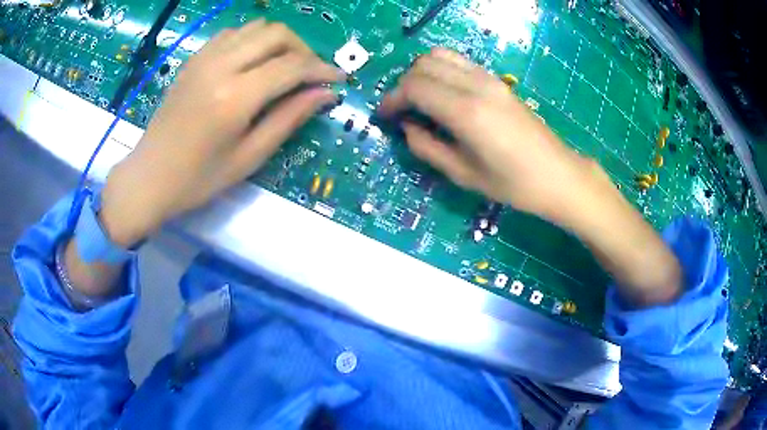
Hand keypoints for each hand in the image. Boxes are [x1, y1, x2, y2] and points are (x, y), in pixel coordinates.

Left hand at [101, 21, 344, 245]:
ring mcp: (204, 58)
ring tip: (284, 68)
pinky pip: (233, 33)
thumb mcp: (249, 157)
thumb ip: (289, 119)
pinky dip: (253, 40)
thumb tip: (325, 94)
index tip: (339, 79)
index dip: (322, 69)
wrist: (149, 177)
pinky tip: (253, 62)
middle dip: (303, 50)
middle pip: (278, 34)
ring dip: (279, 42)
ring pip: (257, 27)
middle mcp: (220, 66)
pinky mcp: (194, 59)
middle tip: (309, 75)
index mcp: (235, 97)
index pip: (292, 66)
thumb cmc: (198, 179)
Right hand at [379, 48, 680, 304]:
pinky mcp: (498, 81)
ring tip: (419, 100)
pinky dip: (442, 71)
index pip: (414, 87)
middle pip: (424, 65)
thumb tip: (407, 128)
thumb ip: (427, 148)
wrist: (558, 174)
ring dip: (422, 73)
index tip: (386, 116)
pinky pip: (460, 63)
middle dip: (404, 84)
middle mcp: (476, 85)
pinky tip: (443, 94)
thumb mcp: (463, 175)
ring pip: (441, 56)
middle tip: (401, 111)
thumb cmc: (513, 184)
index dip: (393, 99)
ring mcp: (490, 79)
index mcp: (465, 112)